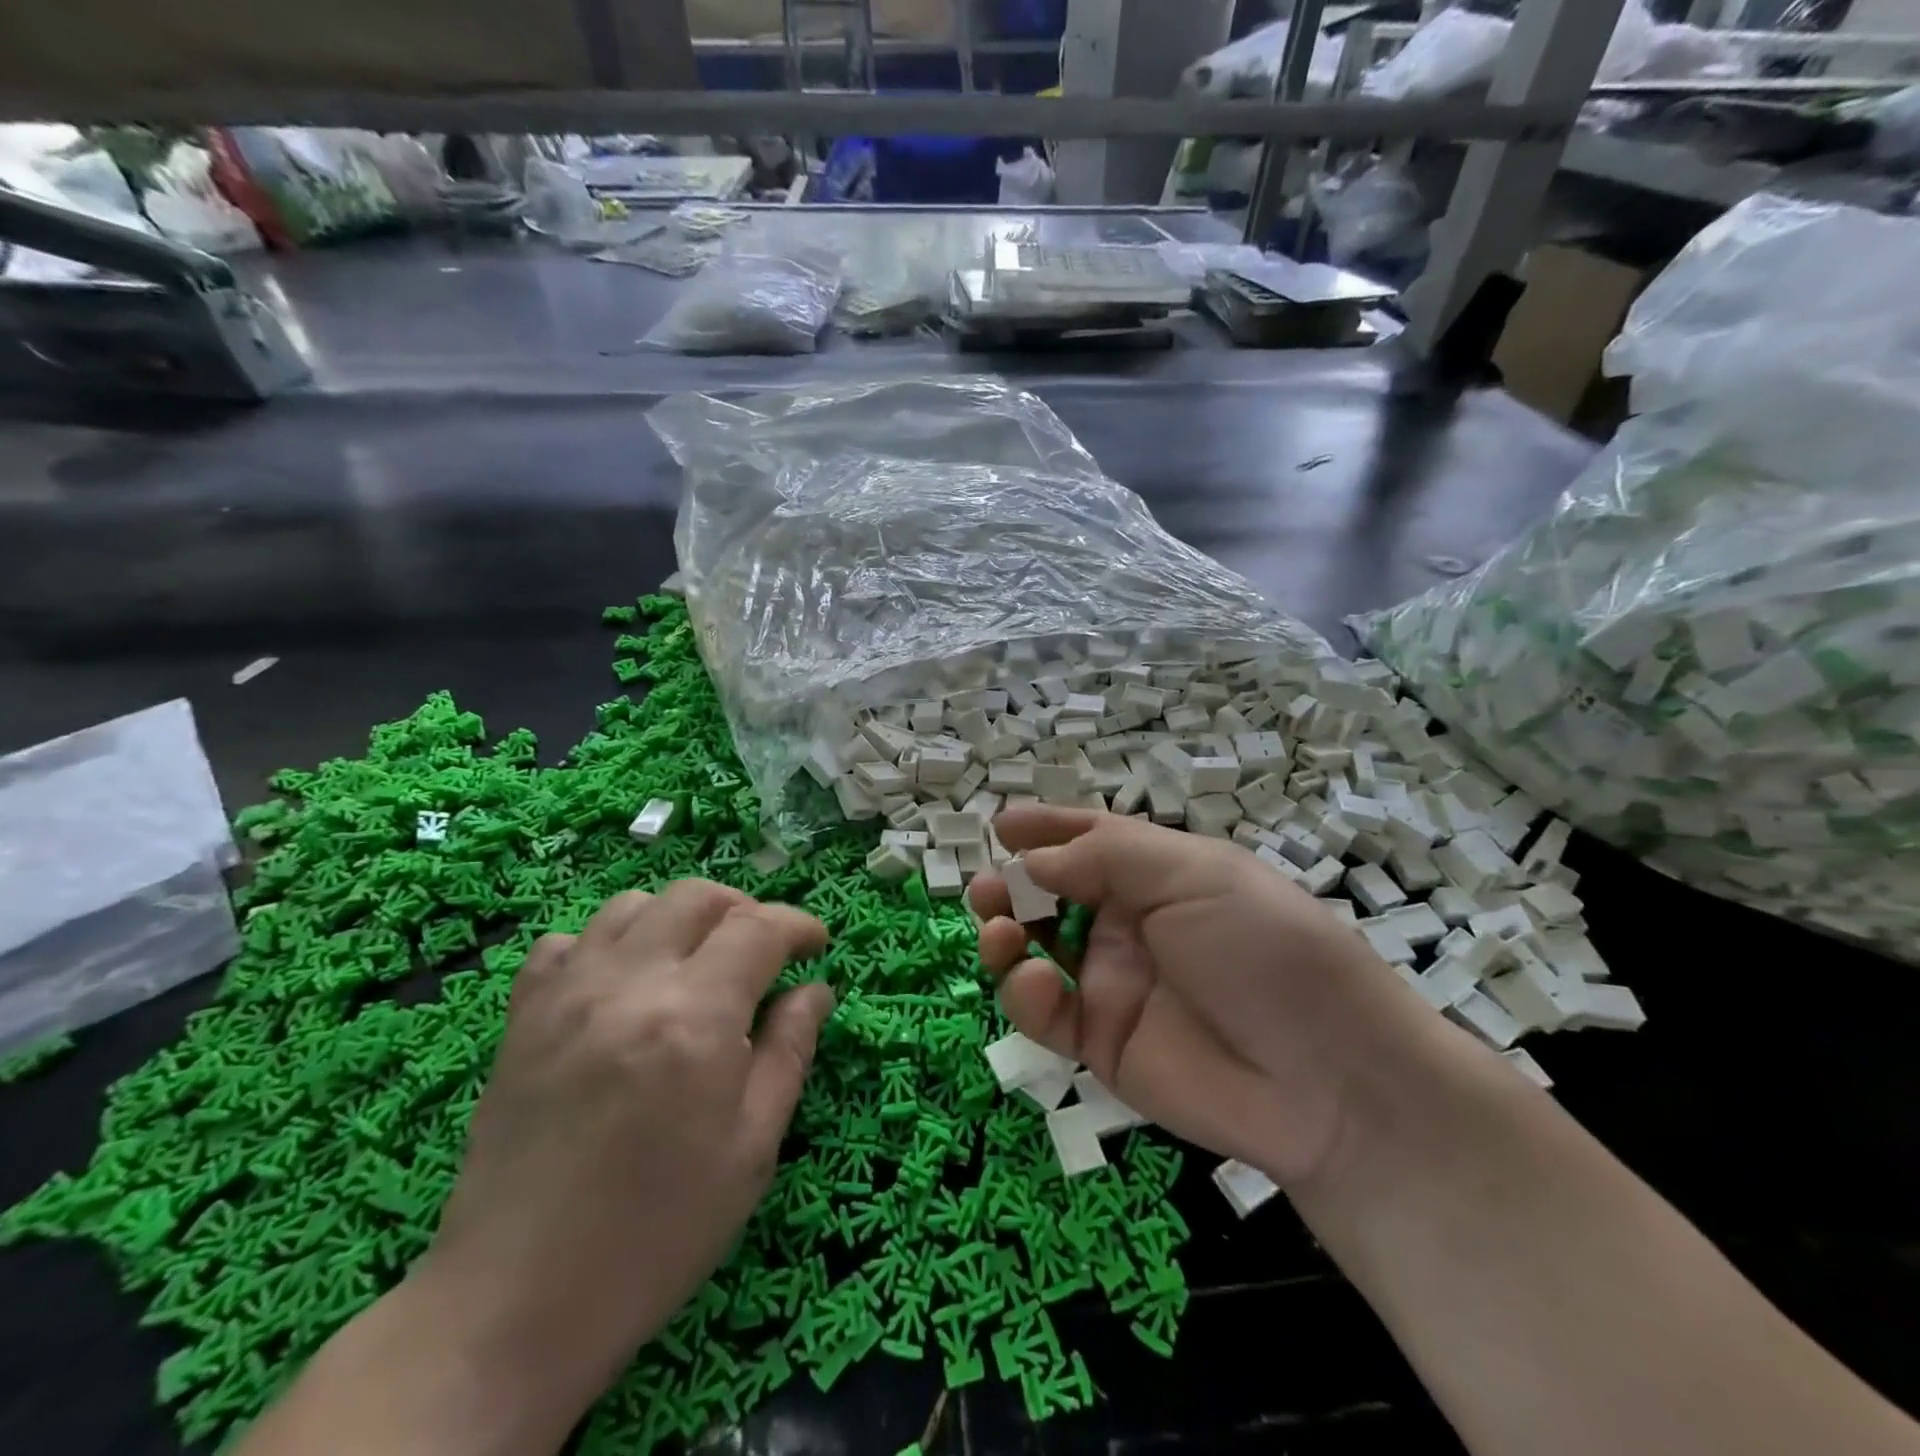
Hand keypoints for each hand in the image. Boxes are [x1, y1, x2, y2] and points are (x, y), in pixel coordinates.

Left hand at [422, 880, 832, 1425]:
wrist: (516, 1304)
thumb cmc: (658, 1232)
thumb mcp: (752, 1148)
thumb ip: (791, 1051)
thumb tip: (815, 989)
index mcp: (695, 1018)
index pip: (759, 927)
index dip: (799, 925)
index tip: (817, 945)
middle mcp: (628, 984)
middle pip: (696, 896)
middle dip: (744, 910)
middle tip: (763, 953)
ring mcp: (566, 995)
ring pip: (632, 905)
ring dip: (678, 919)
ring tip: (696, 963)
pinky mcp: (521, 1018)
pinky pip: (565, 942)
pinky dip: (605, 944)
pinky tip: (621, 986)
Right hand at [970, 806, 1438, 1189]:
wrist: (1326, 1078)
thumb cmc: (1262, 947)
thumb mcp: (1192, 874)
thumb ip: (1104, 857)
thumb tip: (1032, 857)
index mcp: (1159, 875)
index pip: (1091, 842)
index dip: (1046, 830)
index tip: (1000, 825)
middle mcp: (1131, 925)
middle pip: (1053, 896)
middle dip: (1013, 885)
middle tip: (987, 887)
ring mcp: (1113, 984)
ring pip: (1038, 952)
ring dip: (1006, 935)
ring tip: (998, 929)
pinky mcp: (1102, 1043)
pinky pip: (1046, 1013)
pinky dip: (1025, 994)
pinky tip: (1034, 983)